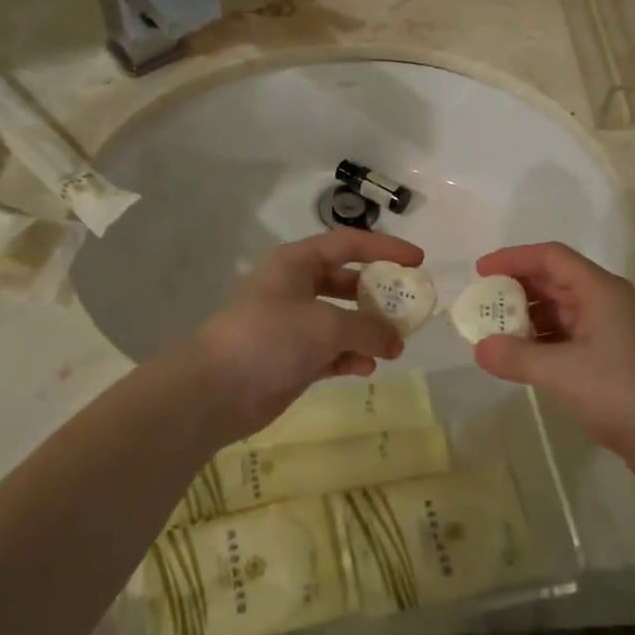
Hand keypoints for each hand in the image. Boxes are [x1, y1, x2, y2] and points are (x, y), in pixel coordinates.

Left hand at [189, 229, 424, 441]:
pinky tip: (365, 369)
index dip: (385, 248)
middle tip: (409, 309)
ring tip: (393, 348)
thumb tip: (395, 340)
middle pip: (347, 282)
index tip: (418, 260)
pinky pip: (331, 350)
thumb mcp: (326, 325)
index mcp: (296, 263)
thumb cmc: (270, 338)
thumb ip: (368, 328)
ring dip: (367, 332)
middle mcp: (295, 287)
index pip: (348, 244)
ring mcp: (292, 324)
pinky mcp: (292, 357)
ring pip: (341, 319)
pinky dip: (350, 357)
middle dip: (378, 296)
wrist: (216, 391)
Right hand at [472, 242, 634, 481]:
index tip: (479, 271)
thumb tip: (480, 348)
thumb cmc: (622, 392)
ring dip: (526, 317)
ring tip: (492, 332)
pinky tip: (518, 357)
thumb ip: (517, 357)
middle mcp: (605, 302)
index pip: (551, 257)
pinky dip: (540, 341)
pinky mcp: (608, 357)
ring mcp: (608, 330)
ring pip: (559, 310)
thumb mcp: (563, 372)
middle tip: (480, 304)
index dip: (513, 258)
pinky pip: (565, 336)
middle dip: (515, 289)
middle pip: (554, 280)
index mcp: (600, 290)